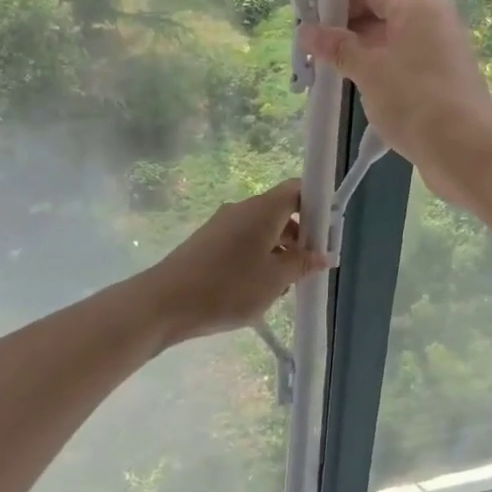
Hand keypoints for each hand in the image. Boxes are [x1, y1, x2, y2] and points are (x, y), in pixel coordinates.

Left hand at [142, 181, 328, 344]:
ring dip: (279, 250)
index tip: (326, 234)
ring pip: (262, 229)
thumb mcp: (275, 279)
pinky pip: (243, 241)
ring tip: (284, 285)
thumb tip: (323, 255)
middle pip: (281, 211)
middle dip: (300, 235)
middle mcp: (243, 209)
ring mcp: (222, 224)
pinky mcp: (208, 242)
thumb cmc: (228, 287)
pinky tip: (256, 288)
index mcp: (263, 209)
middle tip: (309, 266)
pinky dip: (257, 257)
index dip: (317, 206)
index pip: (298, 189)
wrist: (165, 302)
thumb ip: (302, 264)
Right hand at [302, 0, 491, 208]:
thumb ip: (338, 48)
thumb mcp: (369, 71)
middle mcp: (435, 24)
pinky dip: (382, 75)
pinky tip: (360, 94)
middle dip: (348, 31)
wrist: (466, 151)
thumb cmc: (414, 100)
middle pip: (384, 15)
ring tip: (331, 74)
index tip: (312, 22)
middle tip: (315, 52)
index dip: (340, 1)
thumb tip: (307, 30)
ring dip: (363, 56)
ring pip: (394, 45)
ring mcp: (442, 55)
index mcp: (419, 8)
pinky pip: (405, 68)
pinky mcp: (444, 84)